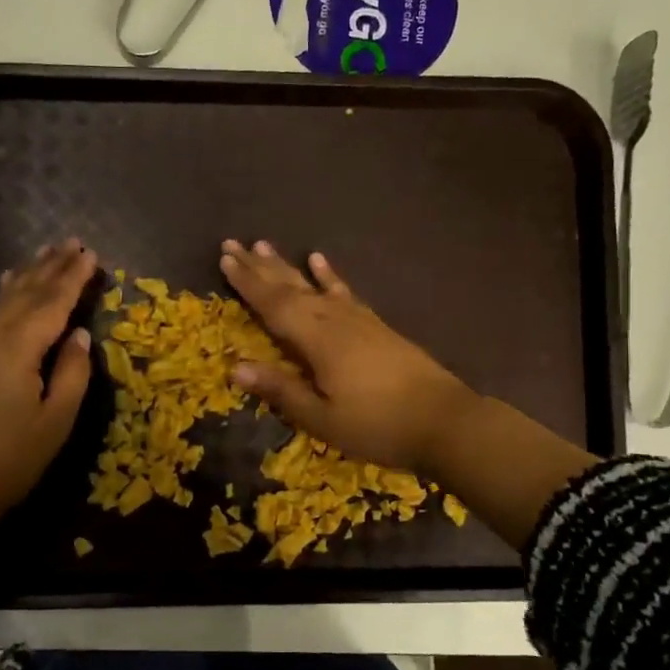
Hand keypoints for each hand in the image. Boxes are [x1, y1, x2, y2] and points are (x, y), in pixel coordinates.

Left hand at [0, 240, 97, 527]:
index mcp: (18, 349)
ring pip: (6, 299)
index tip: (91, 254)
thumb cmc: (9, 458)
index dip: (73, 278)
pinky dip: (7, 293)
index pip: (52, 303)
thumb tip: (79, 334)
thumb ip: (72, 373)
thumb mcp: (55, 421)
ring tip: (47, 252)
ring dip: (29, 274)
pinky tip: (10, 284)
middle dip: (52, 266)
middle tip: (73, 242)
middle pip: (27, 293)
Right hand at [219, 239, 479, 475]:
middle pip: (290, 288)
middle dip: (259, 267)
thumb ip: (281, 390)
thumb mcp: (322, 418)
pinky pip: (345, 292)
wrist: (444, 421)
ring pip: (313, 285)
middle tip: (232, 243)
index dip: (247, 283)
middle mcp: (334, 320)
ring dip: (287, 265)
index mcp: (317, 341)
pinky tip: (319, 260)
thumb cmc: (377, 426)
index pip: (273, 305)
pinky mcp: (376, 325)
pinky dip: (330, 276)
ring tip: (265, 245)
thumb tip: (234, 368)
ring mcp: (358, 319)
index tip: (225, 258)